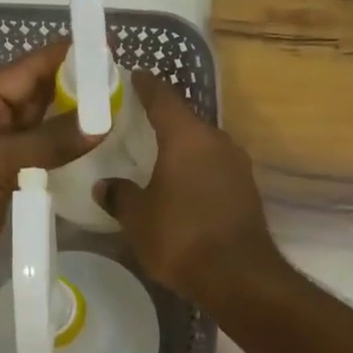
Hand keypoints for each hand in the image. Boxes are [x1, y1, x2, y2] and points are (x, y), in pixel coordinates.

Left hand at [0, 39, 97, 305]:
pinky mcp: (6, 190)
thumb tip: (101, 123)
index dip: (68, 56)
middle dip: (78, 92)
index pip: (29, 68)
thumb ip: (49, 142)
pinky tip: (97, 161)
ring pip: (43, 134)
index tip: (110, 49)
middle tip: (127, 88)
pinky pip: (42, 167)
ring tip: (122, 120)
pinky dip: (66, 163)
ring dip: (75, 129)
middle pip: (39, 98)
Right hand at [94, 71, 282, 304]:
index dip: (145, 86)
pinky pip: (215, 169)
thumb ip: (120, 195)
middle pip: (186, 121)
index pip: (163, 97)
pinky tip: (182, 187)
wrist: (238, 276)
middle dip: (163, 121)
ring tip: (158, 158)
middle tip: (136, 125)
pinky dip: (197, 171)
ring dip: (183, 149)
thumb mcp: (137, 218)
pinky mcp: (247, 190)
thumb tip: (106, 185)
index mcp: (187, 136)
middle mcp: (217, 141)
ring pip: (203, 147)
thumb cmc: (180, 237)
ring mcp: (238, 165)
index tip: (132, 77)